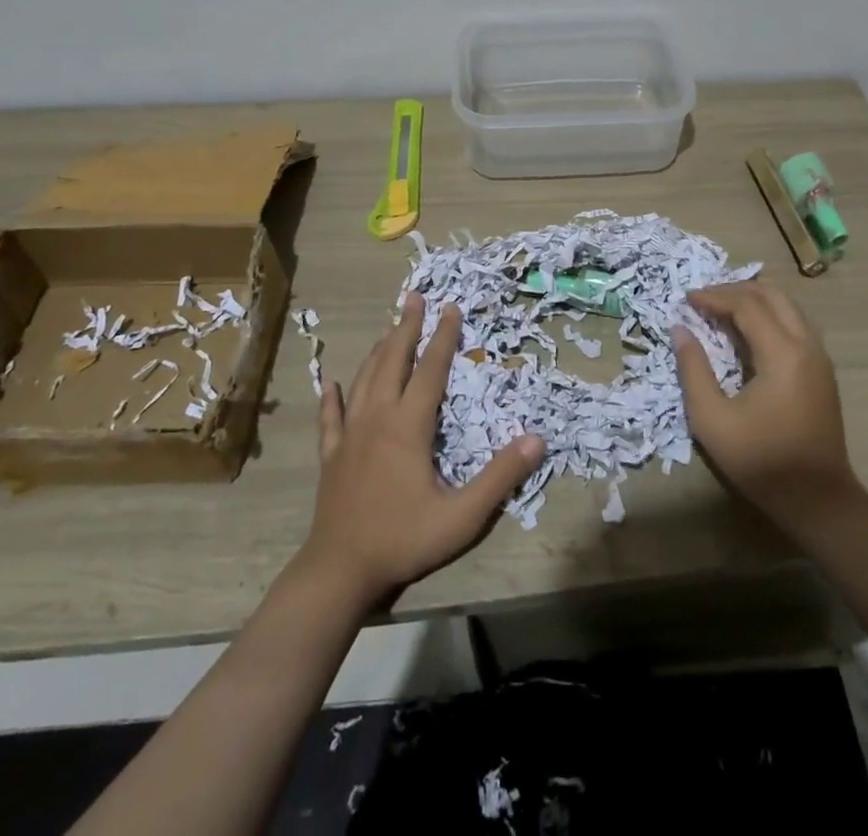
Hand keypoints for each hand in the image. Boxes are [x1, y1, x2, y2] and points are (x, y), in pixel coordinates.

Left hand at [300, 295, 544, 607]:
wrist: (339, 570)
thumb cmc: (404, 539)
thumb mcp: (463, 515)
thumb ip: (500, 477)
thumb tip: (537, 439)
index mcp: (409, 426)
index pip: (430, 370)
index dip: (443, 337)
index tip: (451, 307)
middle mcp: (377, 418)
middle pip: (392, 361)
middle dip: (405, 327)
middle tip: (414, 297)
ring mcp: (349, 435)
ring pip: (364, 380)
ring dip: (378, 350)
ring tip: (387, 328)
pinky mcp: (331, 455)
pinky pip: (331, 417)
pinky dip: (332, 397)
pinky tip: (330, 383)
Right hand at [673, 282, 860, 538]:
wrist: (819, 501)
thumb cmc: (762, 461)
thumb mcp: (712, 420)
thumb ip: (693, 370)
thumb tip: (680, 330)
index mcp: (783, 354)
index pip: (747, 305)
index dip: (714, 296)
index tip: (686, 299)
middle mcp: (807, 345)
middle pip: (772, 295)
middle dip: (735, 290)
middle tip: (703, 300)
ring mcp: (819, 357)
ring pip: (787, 306)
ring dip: (753, 300)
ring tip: (720, 310)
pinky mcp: (821, 370)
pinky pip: (794, 324)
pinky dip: (767, 316)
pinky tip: (745, 333)